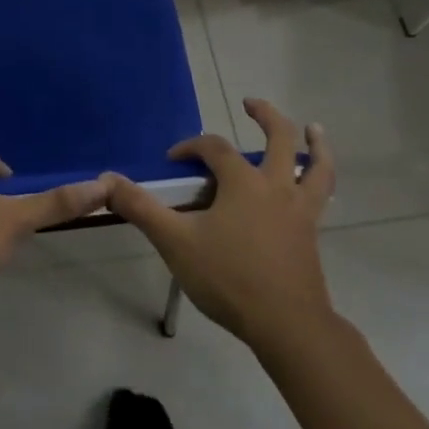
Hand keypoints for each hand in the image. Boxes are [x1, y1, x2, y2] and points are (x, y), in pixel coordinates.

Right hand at [103, 98, 336, 347]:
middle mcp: (276, 186)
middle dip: (264, 116)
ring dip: (315, 144)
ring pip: (316, 167)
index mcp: (243, 182)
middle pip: (279, 138)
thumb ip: (141, 209)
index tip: (173, 160)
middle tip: (250, 103)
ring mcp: (300, 210)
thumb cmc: (228, 278)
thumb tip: (107, 181)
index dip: (191, 147)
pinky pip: (321, 196)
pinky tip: (315, 184)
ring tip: (313, 128)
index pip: (214, 148)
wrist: (287, 325)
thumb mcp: (175, 242)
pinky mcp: (311, 234)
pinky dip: (320, 180)